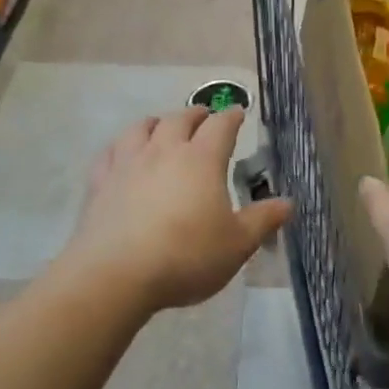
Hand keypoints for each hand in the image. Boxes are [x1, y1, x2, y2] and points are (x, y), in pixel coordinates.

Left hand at [66, 107, 291, 312]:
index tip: (238, 113)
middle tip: (204, 117)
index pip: (221, 126)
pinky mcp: (100, 182)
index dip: (232, 116)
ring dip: (157, 123)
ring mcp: (128, 163)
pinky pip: (110, 153)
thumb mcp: (236, 245)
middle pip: (180, 119)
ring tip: (162, 126)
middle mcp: (165, 150)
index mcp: (202, 159)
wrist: (115, 275)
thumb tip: (288, 203)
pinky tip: (121, 154)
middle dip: (196, 114)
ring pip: (142, 128)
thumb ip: (262, 220)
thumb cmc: (185, 257)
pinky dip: (120, 147)